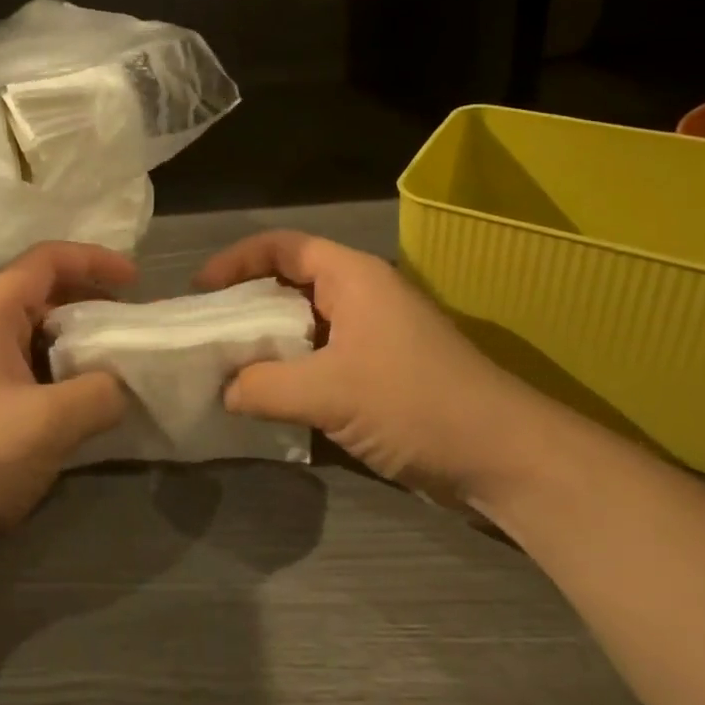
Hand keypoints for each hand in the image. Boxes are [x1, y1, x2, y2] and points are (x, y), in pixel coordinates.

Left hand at [0, 242, 134, 579]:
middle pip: (47, 291)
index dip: (94, 259)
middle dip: (93, 300)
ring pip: (43, 332)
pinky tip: (95, 398)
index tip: (137, 282)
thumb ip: (98, 394)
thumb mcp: (46, 424)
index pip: (47, 259)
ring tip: (123, 361)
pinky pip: (37, 367)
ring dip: (83, 340)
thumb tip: (124, 384)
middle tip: (135, 325)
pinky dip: (68, 371)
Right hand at [195, 231, 555, 502]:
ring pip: (306, 324)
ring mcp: (375, 335)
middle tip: (209, 330)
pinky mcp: (383, 371)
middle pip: (291, 283)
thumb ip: (264, 387)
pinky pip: (324, 356)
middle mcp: (362, 295)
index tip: (200, 289)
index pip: (283, 246)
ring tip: (229, 365)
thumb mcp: (328, 392)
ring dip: (268, 341)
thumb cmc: (414, 403)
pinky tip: (270, 397)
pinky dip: (293, 369)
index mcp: (352, 277)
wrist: (504, 457)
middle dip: (247, 303)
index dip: (237, 259)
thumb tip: (224, 390)